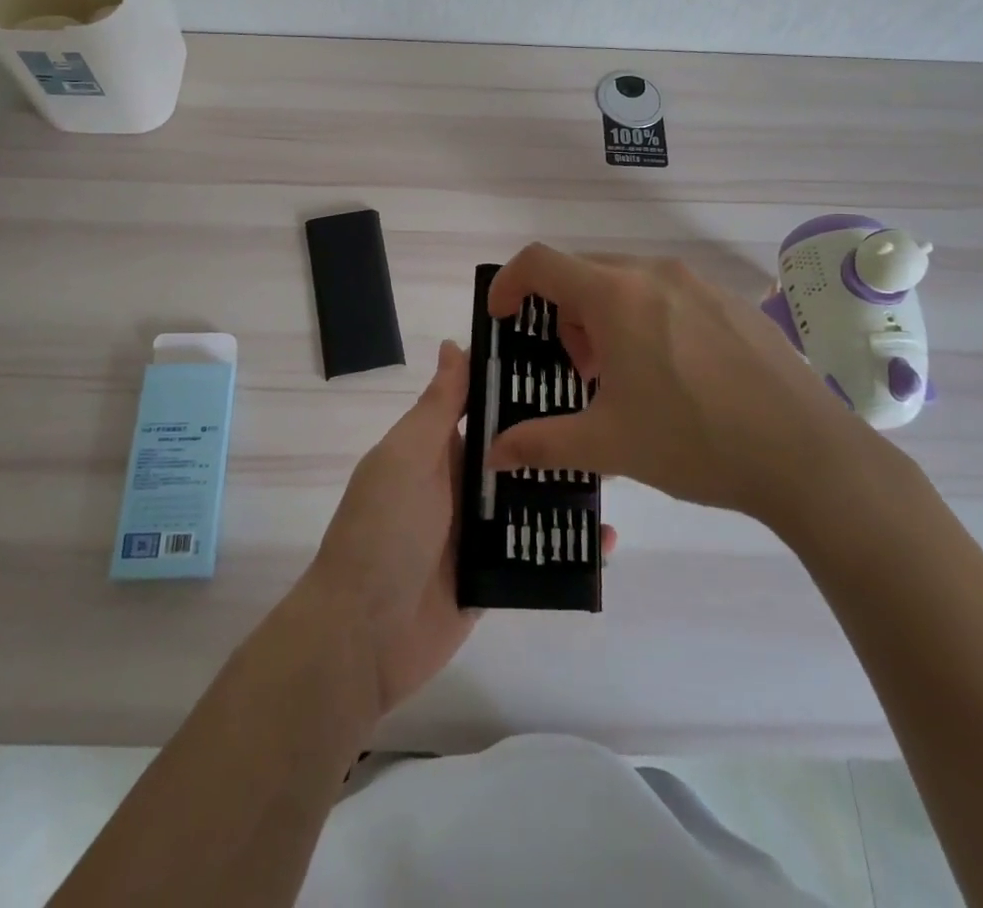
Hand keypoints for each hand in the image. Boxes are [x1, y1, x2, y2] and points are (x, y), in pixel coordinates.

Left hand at [301, 340, 618, 719]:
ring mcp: (479, 532)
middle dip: (556, 437)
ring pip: (532, 499)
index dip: (521, 384)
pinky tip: (607, 538)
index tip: (571, 360)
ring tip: (620, 470)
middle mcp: (461, 484)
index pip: (486, 406)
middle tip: (613, 417)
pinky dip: (569, 544)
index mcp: (438, 449)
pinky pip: (537, 551)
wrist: (362, 637)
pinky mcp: (495, 575)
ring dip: (568, 488)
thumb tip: (453, 344)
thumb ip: (437, 405)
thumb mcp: (407, 457)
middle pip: (516, 452)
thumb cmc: (383, 529)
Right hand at [482, 246, 871, 532]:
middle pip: (584, 272)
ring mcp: (699, 283)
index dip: (509, 282)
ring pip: (629, 282)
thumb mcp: (608, 444)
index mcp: (616, 295)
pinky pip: (669, 293)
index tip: (503, 317)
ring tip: (625, 375)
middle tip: (576, 368)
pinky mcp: (733, 302)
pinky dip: (648, 318)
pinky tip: (675, 374)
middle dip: (564, 313)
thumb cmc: (695, 440)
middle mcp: (655, 273)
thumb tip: (493, 452)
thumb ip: (541, 444)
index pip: (540, 262)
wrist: (807, 454)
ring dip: (606, 316)